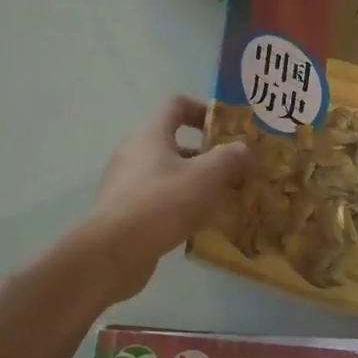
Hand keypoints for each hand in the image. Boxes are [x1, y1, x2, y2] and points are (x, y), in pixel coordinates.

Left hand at [88, 96, 251, 300]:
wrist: (113, 252)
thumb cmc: (162, 203)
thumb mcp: (206, 177)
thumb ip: (229, 158)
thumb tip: (244, 148)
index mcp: (150, 134)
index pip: (176, 105)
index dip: (202, 110)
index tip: (225, 129)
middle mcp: (133, 152)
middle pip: (171, 141)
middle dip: (204, 153)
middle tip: (230, 168)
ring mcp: (124, 183)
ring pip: (165, 172)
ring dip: (192, 181)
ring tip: (220, 199)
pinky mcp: (122, 211)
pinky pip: (156, 198)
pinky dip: (177, 204)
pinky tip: (196, 223)